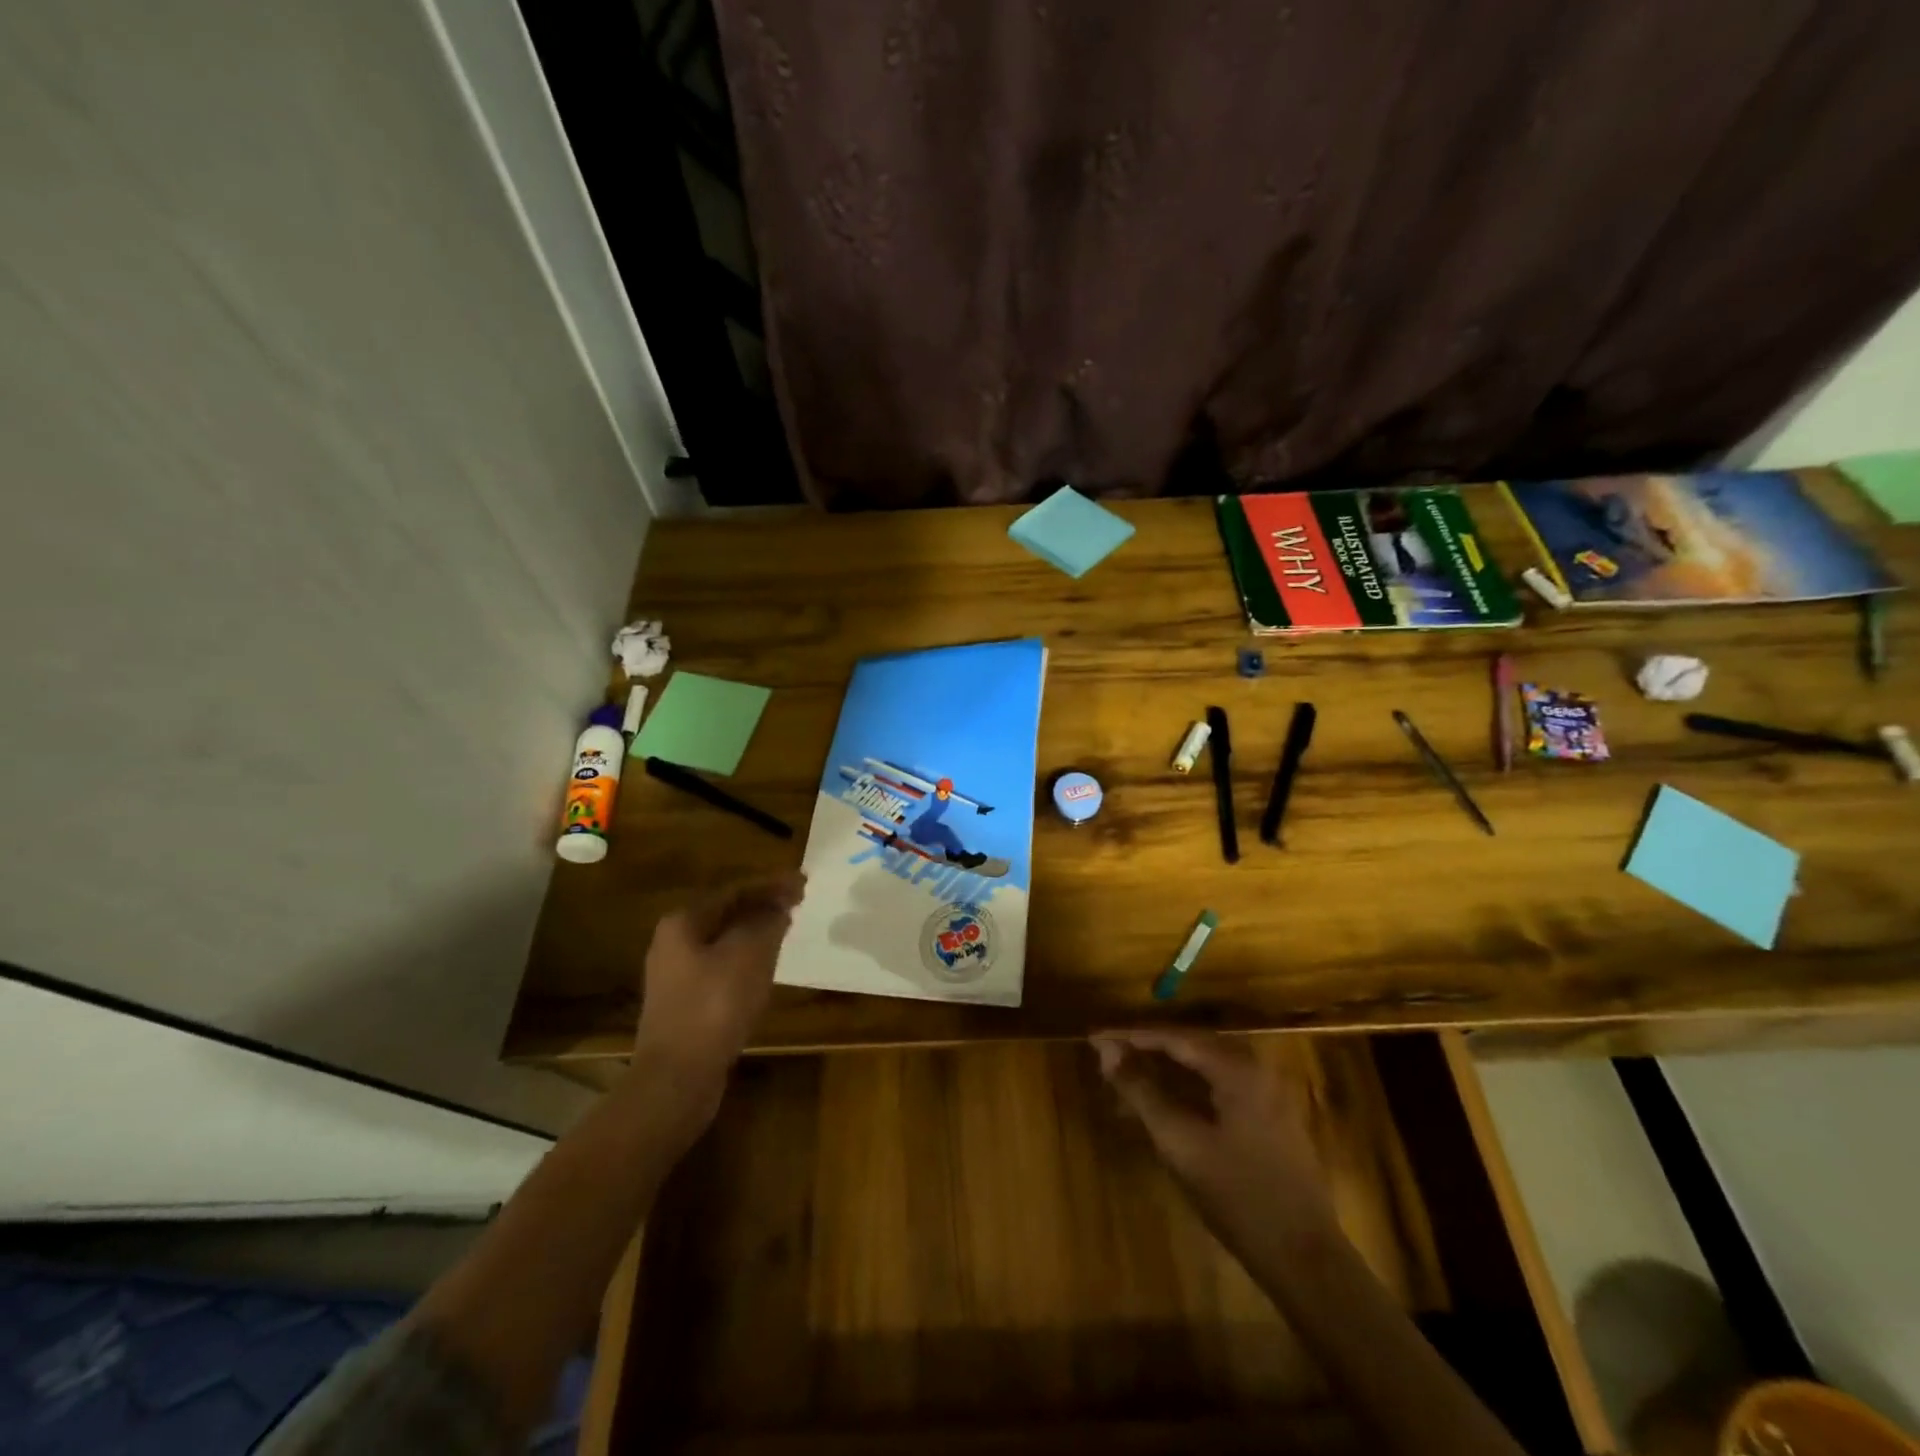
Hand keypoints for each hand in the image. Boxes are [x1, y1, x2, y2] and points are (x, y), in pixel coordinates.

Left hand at [633, 873, 804, 1113]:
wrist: (677, 1078)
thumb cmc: (714, 1006)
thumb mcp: (750, 954)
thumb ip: (767, 921)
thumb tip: (778, 907)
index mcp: (683, 922)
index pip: (735, 890)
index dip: (772, 884)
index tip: (805, 882)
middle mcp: (674, 942)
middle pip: (727, 912)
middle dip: (763, 905)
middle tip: (799, 902)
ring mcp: (677, 975)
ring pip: (725, 940)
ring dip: (757, 931)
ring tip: (787, 928)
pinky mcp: (686, 1004)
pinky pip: (722, 967)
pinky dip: (748, 958)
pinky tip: (767, 966)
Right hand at [1091, 1028, 1334, 1252]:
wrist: (1306, 1261)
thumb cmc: (1239, 1197)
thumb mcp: (1180, 1143)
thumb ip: (1142, 1092)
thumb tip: (1106, 1051)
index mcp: (1237, 1068)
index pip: (1174, 1038)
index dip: (1130, 1037)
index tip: (1094, 1039)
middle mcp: (1256, 1070)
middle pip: (1189, 1047)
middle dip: (1145, 1051)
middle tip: (1107, 1057)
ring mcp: (1267, 1094)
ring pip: (1203, 1069)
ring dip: (1164, 1072)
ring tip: (1125, 1082)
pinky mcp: (1269, 1118)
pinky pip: (1218, 1088)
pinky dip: (1186, 1091)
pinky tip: (1162, 1107)